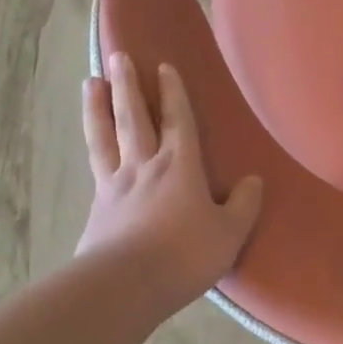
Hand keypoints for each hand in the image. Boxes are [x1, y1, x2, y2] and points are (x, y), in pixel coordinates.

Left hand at [78, 54, 262, 305]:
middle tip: (118, 57)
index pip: (177, 121)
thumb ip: (243, 205)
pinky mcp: (96, 210)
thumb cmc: (185, 254)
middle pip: (133, 118)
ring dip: (97, 108)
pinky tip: (91, 148)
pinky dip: (93, 151)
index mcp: (180, 167)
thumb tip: (253, 181)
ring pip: (104, 137)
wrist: (125, 286)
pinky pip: (95, 169)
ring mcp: (114, 187)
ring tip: (89, 83)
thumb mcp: (229, 232)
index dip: (173, 93)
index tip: (164, 67)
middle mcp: (144, 167)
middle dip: (127, 86)